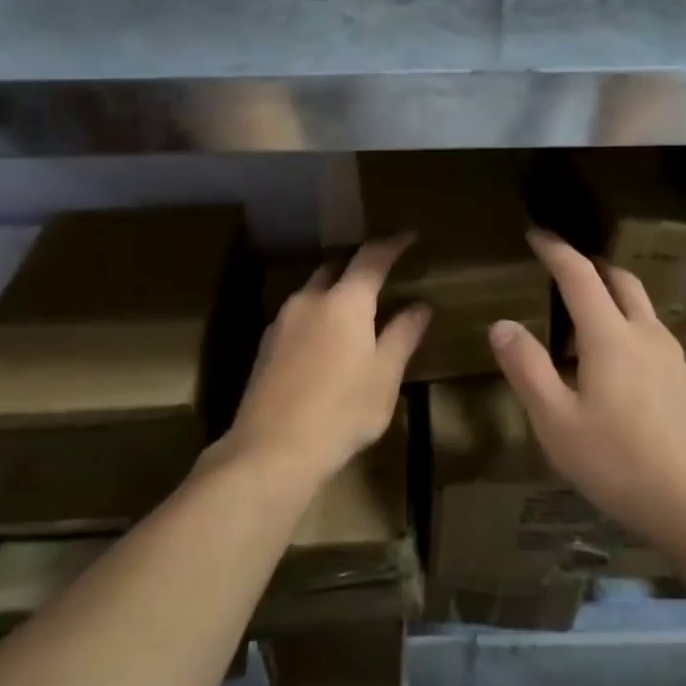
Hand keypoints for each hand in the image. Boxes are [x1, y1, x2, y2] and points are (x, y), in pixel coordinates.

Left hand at [219, 235, 428, 489]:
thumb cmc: (342, 411)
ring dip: (335, 291)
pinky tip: (325, 341)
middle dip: (359, 266)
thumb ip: (402, 335)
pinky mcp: (265, 344)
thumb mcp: (384, 376)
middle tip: (381, 274)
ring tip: (355, 310)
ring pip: (313, 291)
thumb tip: (420, 306)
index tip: (409, 236)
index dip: (392, 244)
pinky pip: (298, 315)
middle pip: (336, 268)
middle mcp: (310, 299)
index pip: (372, 258)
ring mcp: (282, 320)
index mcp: (345, 301)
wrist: (272, 450)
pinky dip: (317, 314)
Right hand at [489, 231, 685, 557]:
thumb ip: (527, 368)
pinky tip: (616, 361)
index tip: (536, 234)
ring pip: (640, 305)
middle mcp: (645, 334)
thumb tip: (501, 324)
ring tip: (584, 313)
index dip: (556, 250)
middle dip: (589, 263)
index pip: (579, 275)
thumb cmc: (619, 462)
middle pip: (619, 279)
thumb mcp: (556, 421)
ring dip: (611, 293)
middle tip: (562, 264)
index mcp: (610, 336)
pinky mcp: (685, 380)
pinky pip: (651, 333)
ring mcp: (672, 356)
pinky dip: (627, 324)